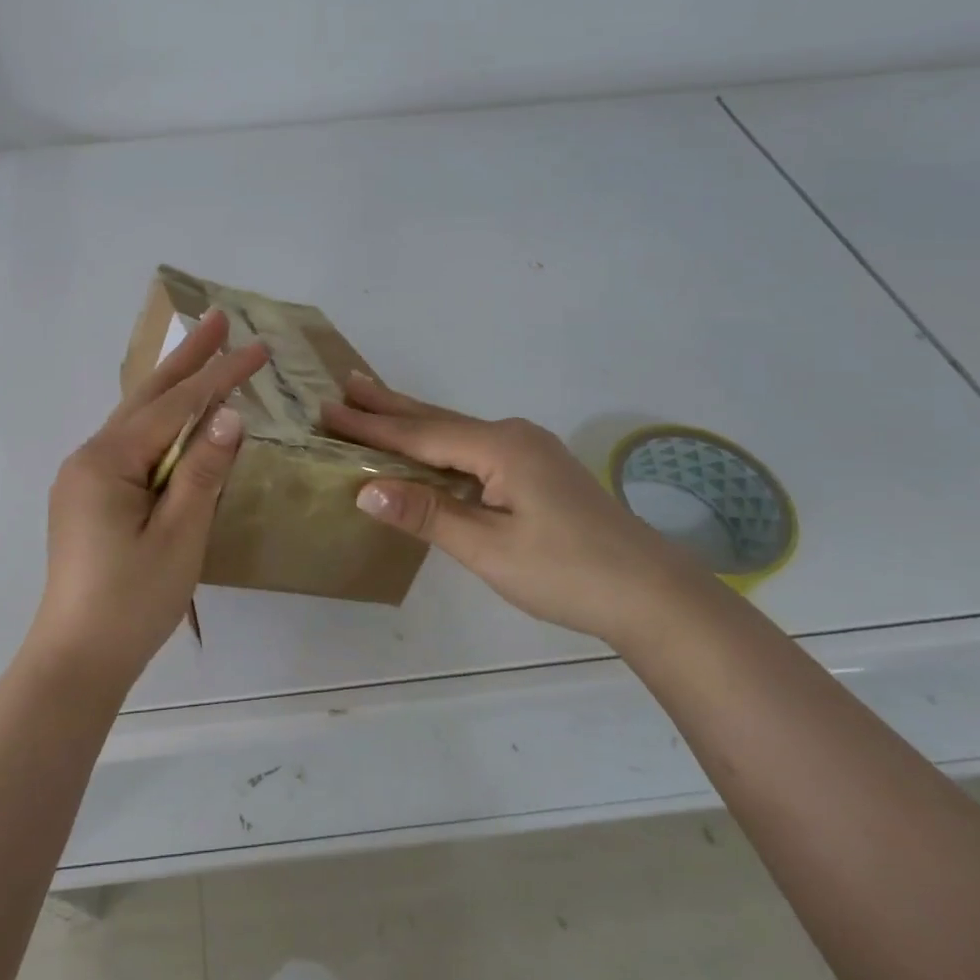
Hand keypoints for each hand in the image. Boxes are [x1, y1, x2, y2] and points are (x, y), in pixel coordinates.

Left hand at [29, 311, 269, 695]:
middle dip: (187, 358)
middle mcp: (89, 457)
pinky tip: (177, 415)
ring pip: (138, 419)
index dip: (218, 375)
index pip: (174, 406)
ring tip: (203, 351)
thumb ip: (203, 471)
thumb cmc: (131, 602)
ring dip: (173, 386)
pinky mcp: (91, 497)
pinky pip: (133, 446)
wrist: (76, 661)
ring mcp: (86, 477)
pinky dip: (161, 423)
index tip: (258, 347)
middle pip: (147, 397)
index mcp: (106, 461)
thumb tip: (229, 415)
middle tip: (216, 317)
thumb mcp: (178, 536)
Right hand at [320, 375, 708, 644]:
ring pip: (455, 431)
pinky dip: (438, 441)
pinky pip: (472, 446)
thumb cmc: (567, 572)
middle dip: (388, 405)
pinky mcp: (537, 470)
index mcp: (499, 447)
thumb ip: (427, 514)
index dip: (369, 426)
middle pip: (435, 419)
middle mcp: (512, 436)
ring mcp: (529, 451)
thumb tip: (364, 488)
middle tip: (346, 384)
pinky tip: (427, 443)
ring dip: (412, 419)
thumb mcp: (489, 548)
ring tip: (374, 400)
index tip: (326, 409)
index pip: (418, 433)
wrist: (653, 595)